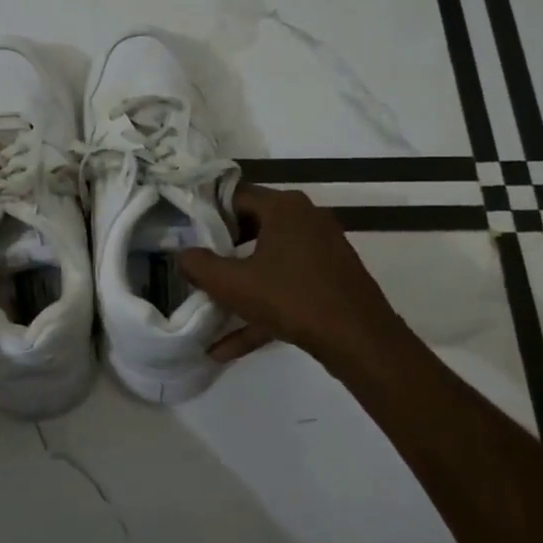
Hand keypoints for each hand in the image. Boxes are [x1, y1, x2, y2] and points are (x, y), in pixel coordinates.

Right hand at [180, 185, 409, 371]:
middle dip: (222, 250)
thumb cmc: (292, 299)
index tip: (186, 235)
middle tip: (196, 267)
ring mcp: (322, 250)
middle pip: (252, 227)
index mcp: (285, 208)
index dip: (207, 214)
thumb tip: (181, 254)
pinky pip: (286, 286)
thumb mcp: (234, 284)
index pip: (235, 196)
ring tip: (209, 308)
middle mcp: (306, 219)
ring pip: (268, 261)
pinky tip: (227, 346)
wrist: (360, 340)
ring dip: (239, 286)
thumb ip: (200, 266)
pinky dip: (260, 309)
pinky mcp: (330, 279)